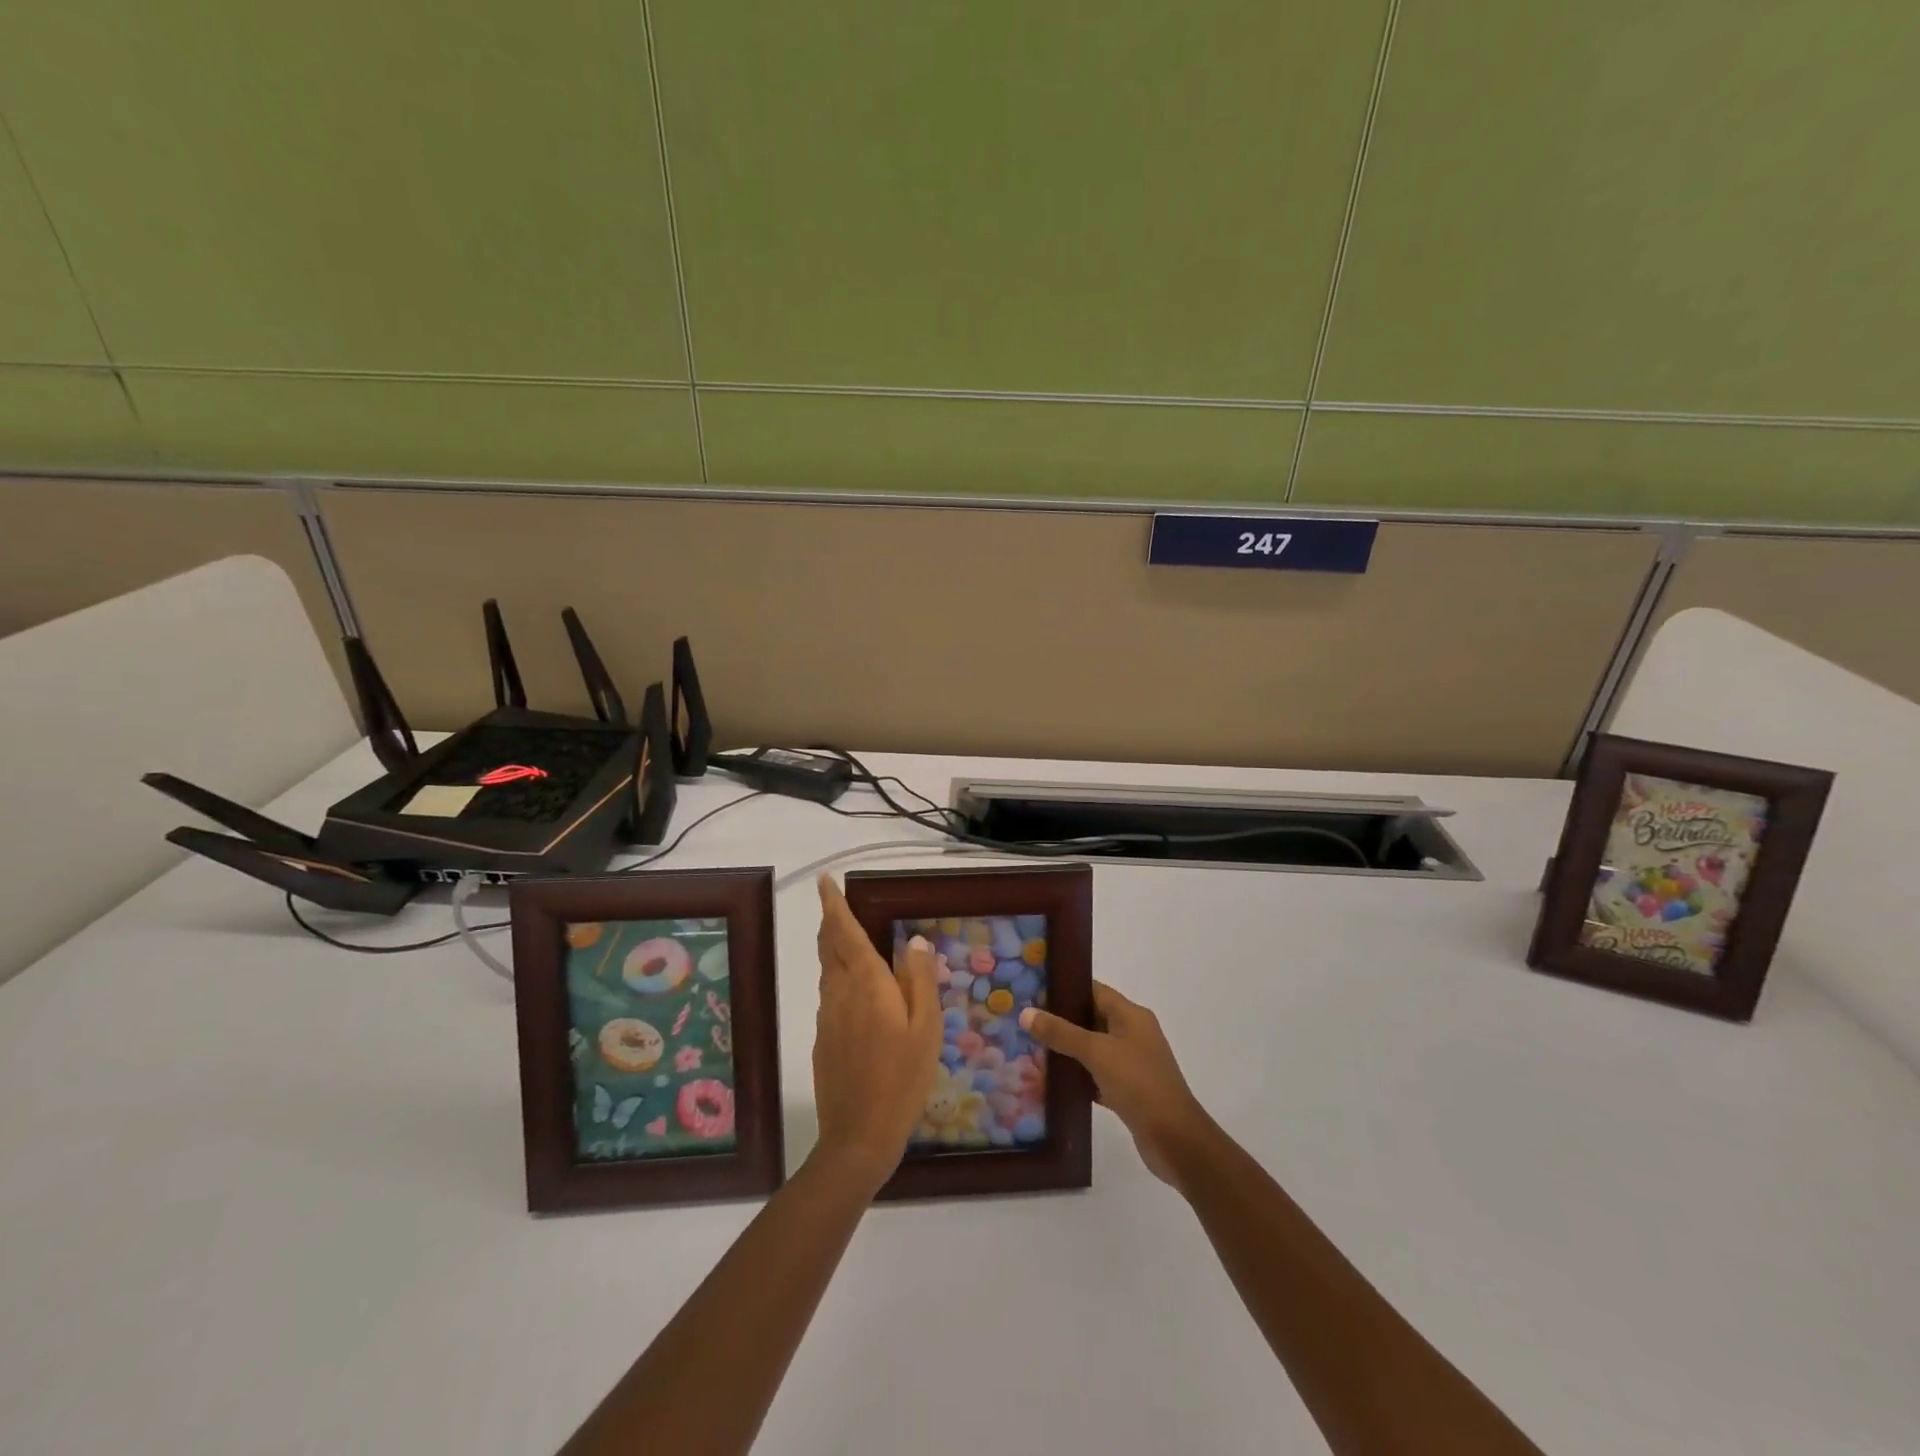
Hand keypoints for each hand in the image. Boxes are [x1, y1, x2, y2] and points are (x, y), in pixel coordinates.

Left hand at [810, 875, 942, 1188]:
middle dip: (829, 922)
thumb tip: (915, 940)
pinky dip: (837, 978)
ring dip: (832, 948)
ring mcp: (827, 1017)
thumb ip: (920, 980)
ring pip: (827, 971)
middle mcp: (839, 993)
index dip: (833, 905)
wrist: (859, 1137)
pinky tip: (855, 991)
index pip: (844, 932)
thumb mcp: (926, 1029)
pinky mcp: (822, 1039)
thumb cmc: (903, 1079)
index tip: (824, 882)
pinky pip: (829, 995)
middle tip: (833, 903)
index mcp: (867, 984)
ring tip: (847, 938)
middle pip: (828, 947)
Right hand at [1021, 981, 1209, 1187]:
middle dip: (1060, 1020)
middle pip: (1091, 1018)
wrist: (1175, 1140)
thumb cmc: (1139, 1083)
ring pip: (1092, 1049)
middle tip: (1025, 1021)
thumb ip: (1061, 1032)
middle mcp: (1133, 1034)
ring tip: (1030, 1048)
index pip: (1094, 990)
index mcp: (1131, 1015)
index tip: (1034, 990)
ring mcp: (1131, 1063)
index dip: (1066, 988)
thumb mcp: (1097, 1052)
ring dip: (1067, 1050)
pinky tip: (1052, 1082)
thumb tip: (1026, 1012)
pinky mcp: (1128, 1091)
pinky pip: (1096, 1075)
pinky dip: (1078, 1077)